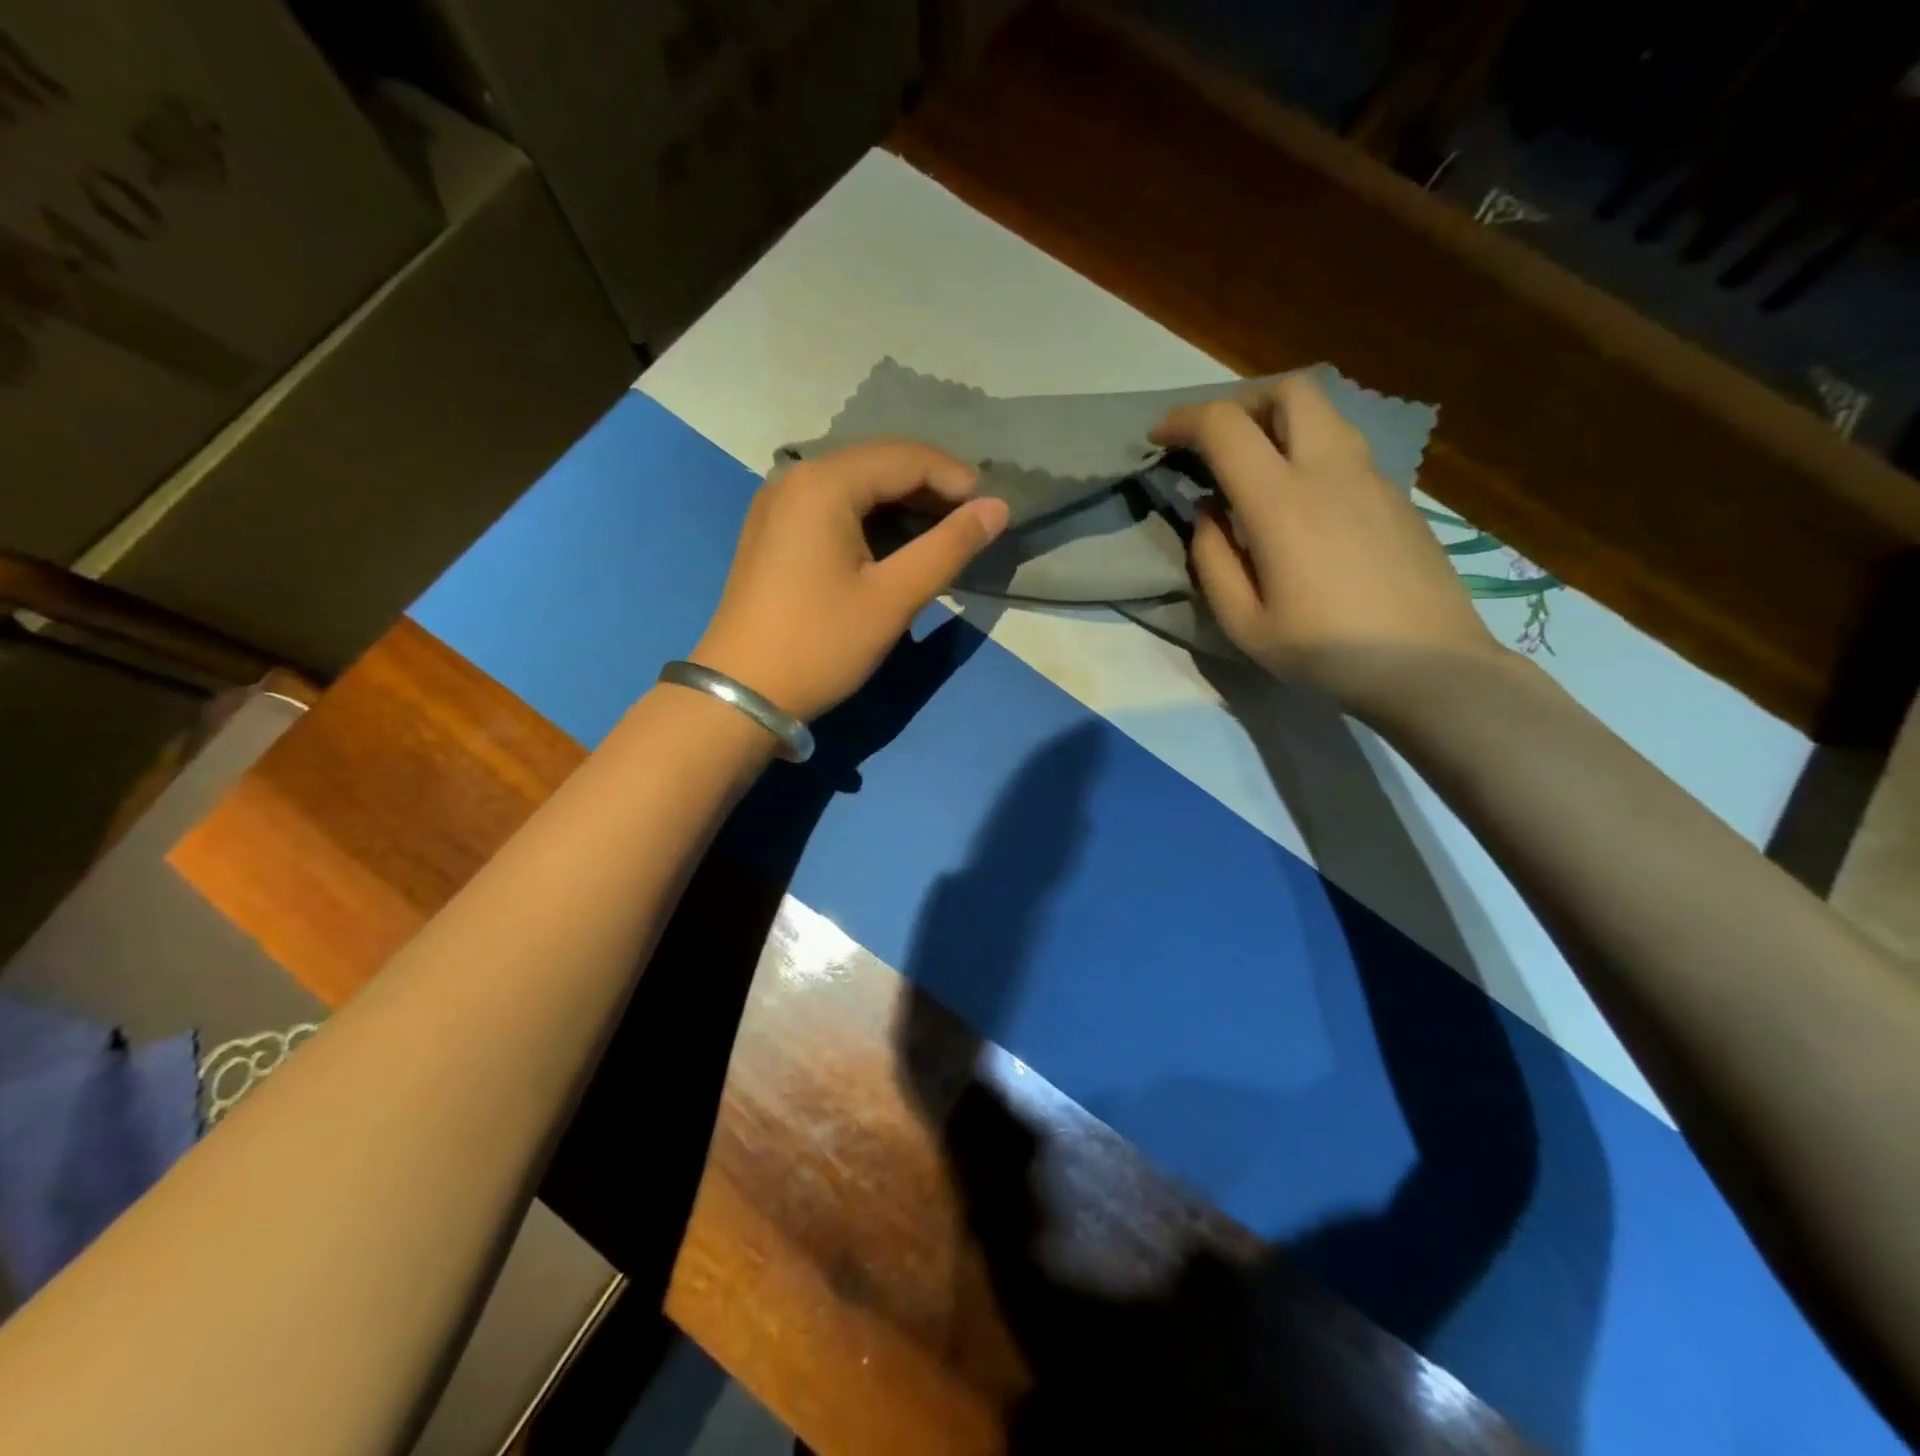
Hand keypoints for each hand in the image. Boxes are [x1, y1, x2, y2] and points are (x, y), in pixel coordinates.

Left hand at [691, 440, 1009, 720]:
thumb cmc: (821, 644)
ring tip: (942, 536)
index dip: (955, 479)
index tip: (992, 511)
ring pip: (856, 485)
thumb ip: (949, 547)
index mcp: (824, 483)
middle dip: (930, 489)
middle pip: (878, 464)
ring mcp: (779, 503)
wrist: (742, 693)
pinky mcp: (774, 530)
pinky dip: (872, 519)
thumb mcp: (893, 598)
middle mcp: (796, 477)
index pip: (905, 458)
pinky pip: (833, 506)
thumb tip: (998, 508)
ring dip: (902, 504)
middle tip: (971, 525)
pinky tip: (895, 545)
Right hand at [1152, 374, 1502, 720]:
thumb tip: (1207, 514)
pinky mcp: (1397, 495)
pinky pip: (1345, 448)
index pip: (1225, 426)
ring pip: (1324, 414)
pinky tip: (1300, 504)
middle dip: (1242, 401)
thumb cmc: (1325, 651)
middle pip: (1290, 390)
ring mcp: (1372, 477)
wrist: (1428, 665)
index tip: (1159, 437)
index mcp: (1282, 501)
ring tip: (1254, 468)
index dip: (1184, 420)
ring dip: (1279, 422)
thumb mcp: (1244, 622)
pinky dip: (1309, 451)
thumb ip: (1213, 560)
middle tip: (1216, 442)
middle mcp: (1330, 470)